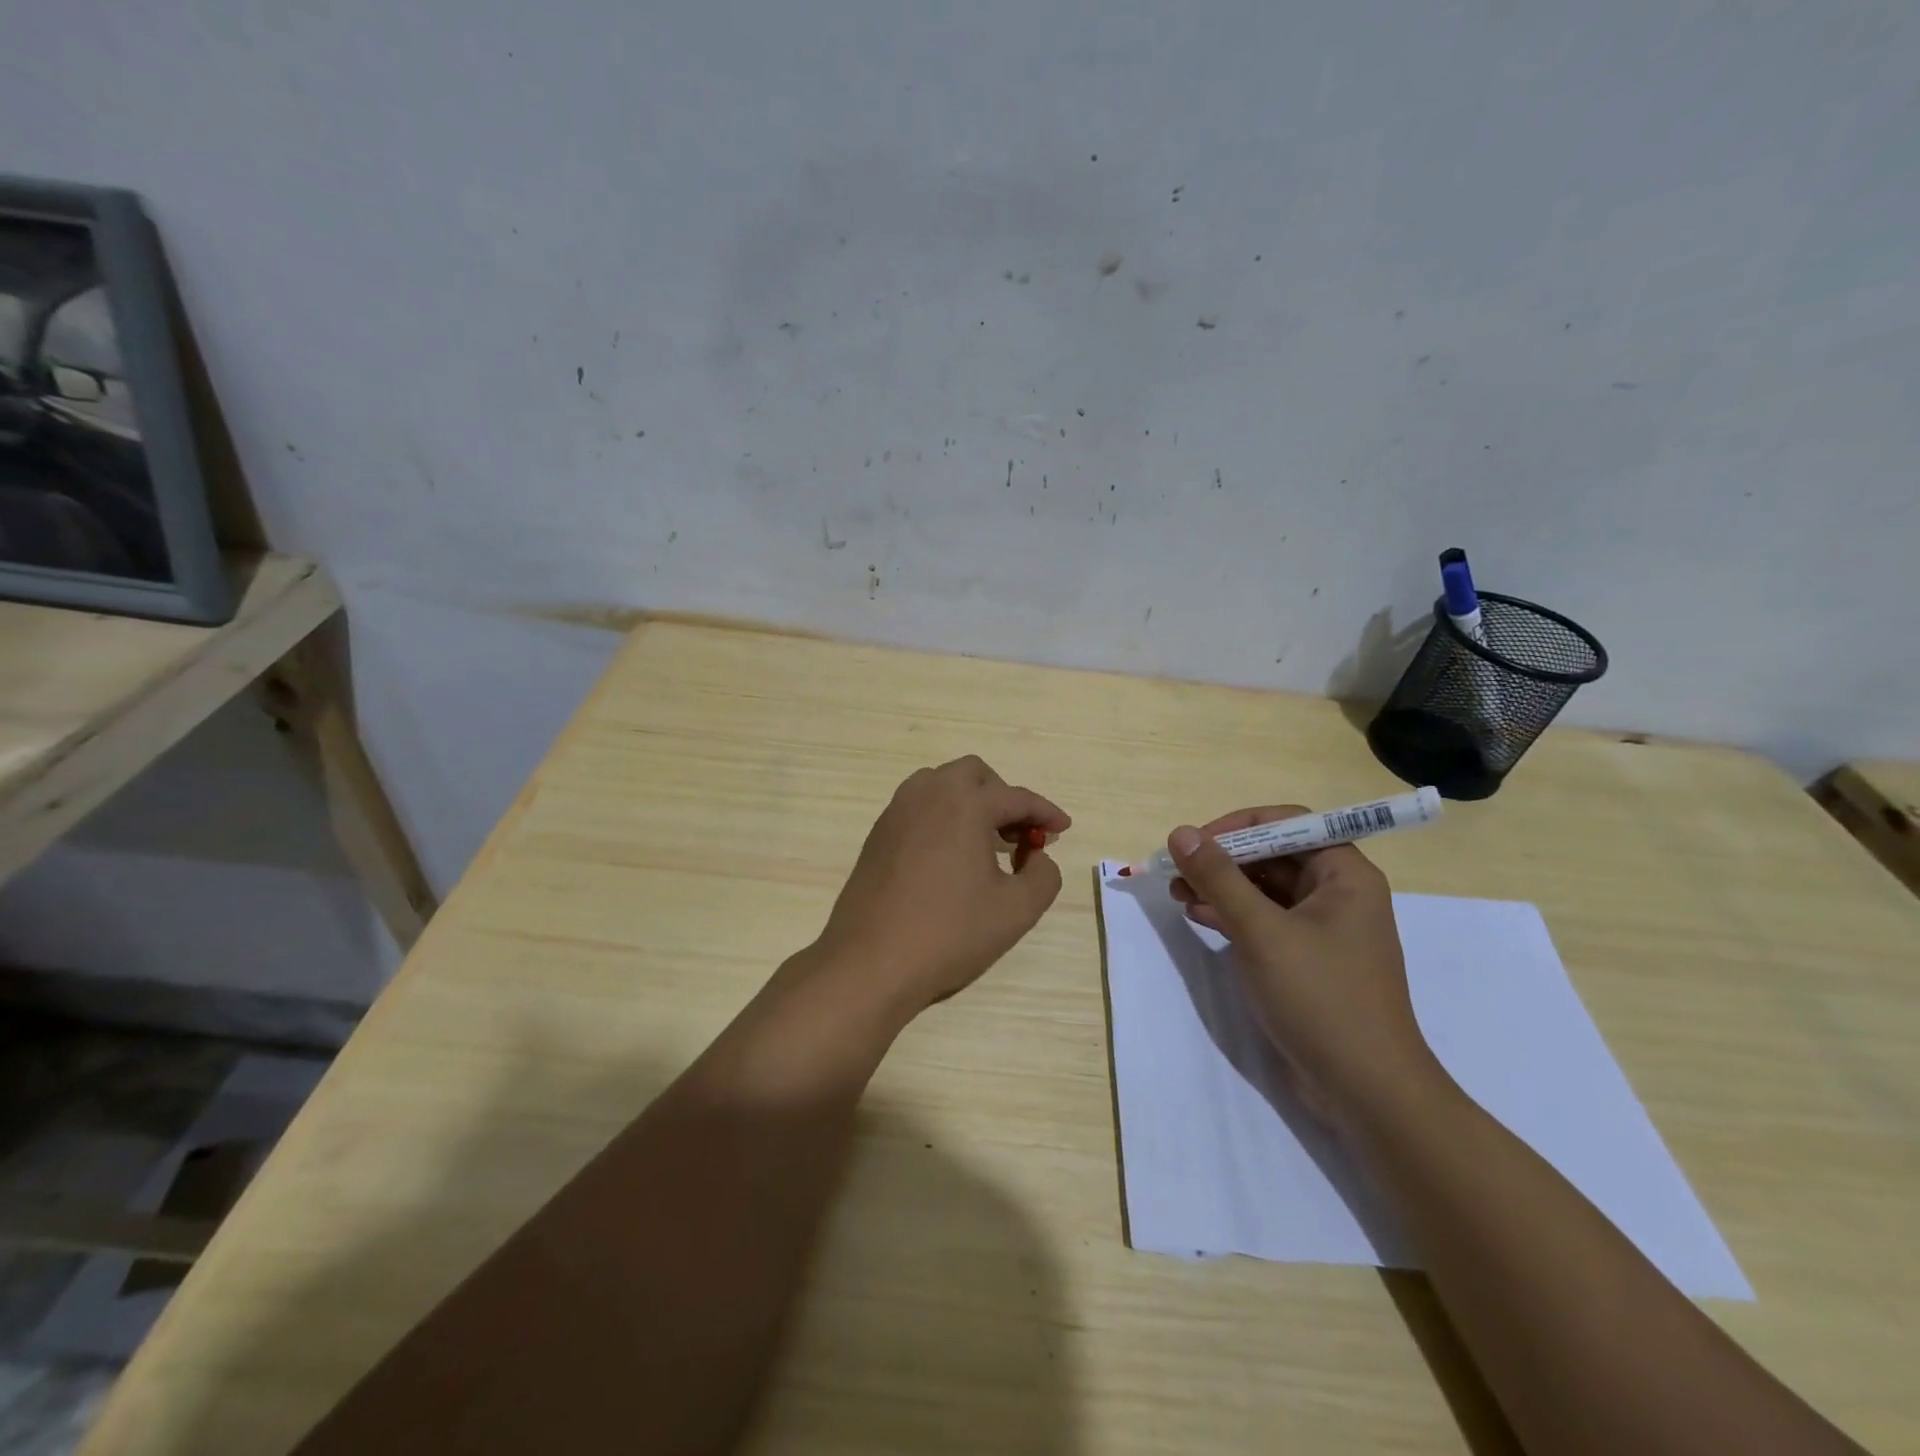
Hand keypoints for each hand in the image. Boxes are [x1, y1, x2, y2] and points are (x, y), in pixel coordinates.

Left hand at [811, 757, 1069, 1018]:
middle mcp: (928, 795)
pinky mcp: (877, 835)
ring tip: (985, 842)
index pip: (1016, 797)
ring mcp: (897, 812)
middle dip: (1002, 797)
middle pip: (974, 775)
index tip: (1063, 828)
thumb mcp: (1016, 910)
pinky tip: (950, 857)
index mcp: (964, 804)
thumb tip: (1039, 858)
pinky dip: (942, 817)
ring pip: (940, 785)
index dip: (1045, 812)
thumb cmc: (949, 932)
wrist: (871, 960)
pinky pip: (918, 808)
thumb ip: (1044, 876)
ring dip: (969, 802)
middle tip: (1019, 833)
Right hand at [1166, 806, 1441, 1123]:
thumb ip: (1218, 878)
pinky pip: (1266, 921)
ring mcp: (1324, 930)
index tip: (1196, 842)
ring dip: (1221, 887)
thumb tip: (1181, 832)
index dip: (1238, 826)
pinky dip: (1232, 915)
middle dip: (1223, 860)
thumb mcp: (1260, 931)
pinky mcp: (1307, 960)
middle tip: (1177, 870)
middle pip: (1273, 855)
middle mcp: (1339, 894)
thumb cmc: (1320, 997)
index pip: (1289, 824)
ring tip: (1177, 894)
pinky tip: (1200, 918)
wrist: (1366, 1090)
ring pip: (1265, 889)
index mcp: (1345, 875)